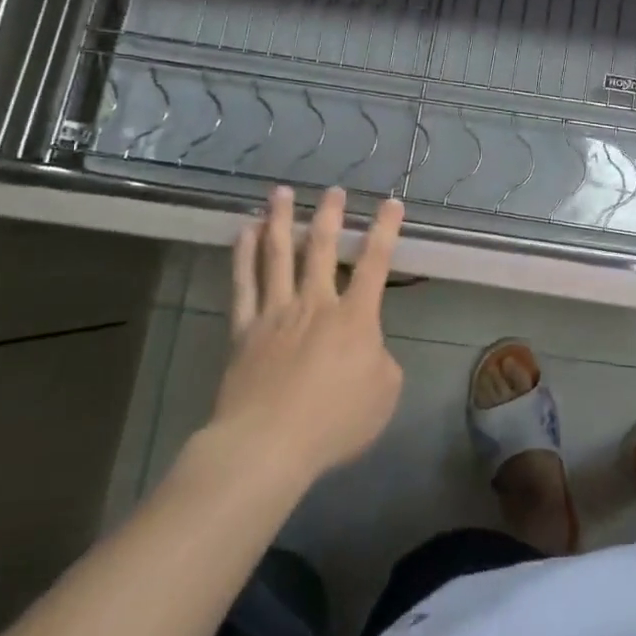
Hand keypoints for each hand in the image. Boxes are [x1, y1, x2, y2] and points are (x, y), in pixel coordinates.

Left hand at [208, 186, 405, 481]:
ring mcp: (276, 313)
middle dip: (331, 216)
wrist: (267, 444)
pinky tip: (244, 232)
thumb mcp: (384, 395)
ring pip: (279, 255)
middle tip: (333, 190)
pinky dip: (243, 255)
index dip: (386, 230)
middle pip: (323, 248)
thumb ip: (381, 362)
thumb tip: (368, 349)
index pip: (376, 263)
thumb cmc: (334, 422)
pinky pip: (243, 284)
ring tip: (281, 193)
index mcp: (355, 317)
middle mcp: (316, 303)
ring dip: (282, 220)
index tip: (391, 202)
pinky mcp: (245, 329)